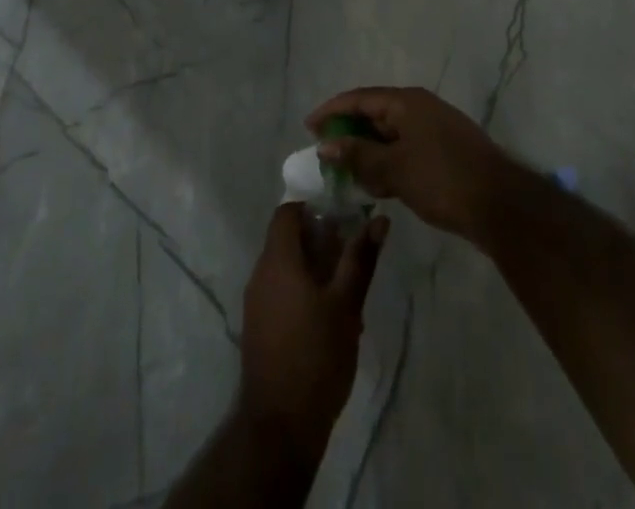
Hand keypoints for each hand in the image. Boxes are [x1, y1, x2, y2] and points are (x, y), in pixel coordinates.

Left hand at [239, 203, 388, 459]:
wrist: (280, 426)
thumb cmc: (316, 356)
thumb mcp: (346, 305)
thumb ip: (360, 259)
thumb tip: (379, 220)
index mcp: (277, 260)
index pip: (287, 212)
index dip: (313, 208)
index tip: (342, 218)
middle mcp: (260, 273)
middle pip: (287, 239)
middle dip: (319, 241)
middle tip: (352, 254)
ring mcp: (256, 302)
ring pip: (285, 267)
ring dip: (313, 268)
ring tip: (346, 289)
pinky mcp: (258, 327)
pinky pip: (280, 292)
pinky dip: (302, 290)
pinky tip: (329, 318)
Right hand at [306, 86, 516, 243]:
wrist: (501, 206)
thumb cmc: (442, 179)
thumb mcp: (394, 169)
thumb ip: (358, 156)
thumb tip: (326, 144)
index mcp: (407, 102)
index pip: (360, 98)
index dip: (332, 111)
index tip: (308, 127)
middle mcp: (420, 108)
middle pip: (375, 115)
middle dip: (349, 134)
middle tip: (325, 154)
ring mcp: (435, 130)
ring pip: (391, 136)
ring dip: (368, 153)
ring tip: (346, 175)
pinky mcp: (445, 153)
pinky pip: (405, 151)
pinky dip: (388, 164)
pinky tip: (378, 188)